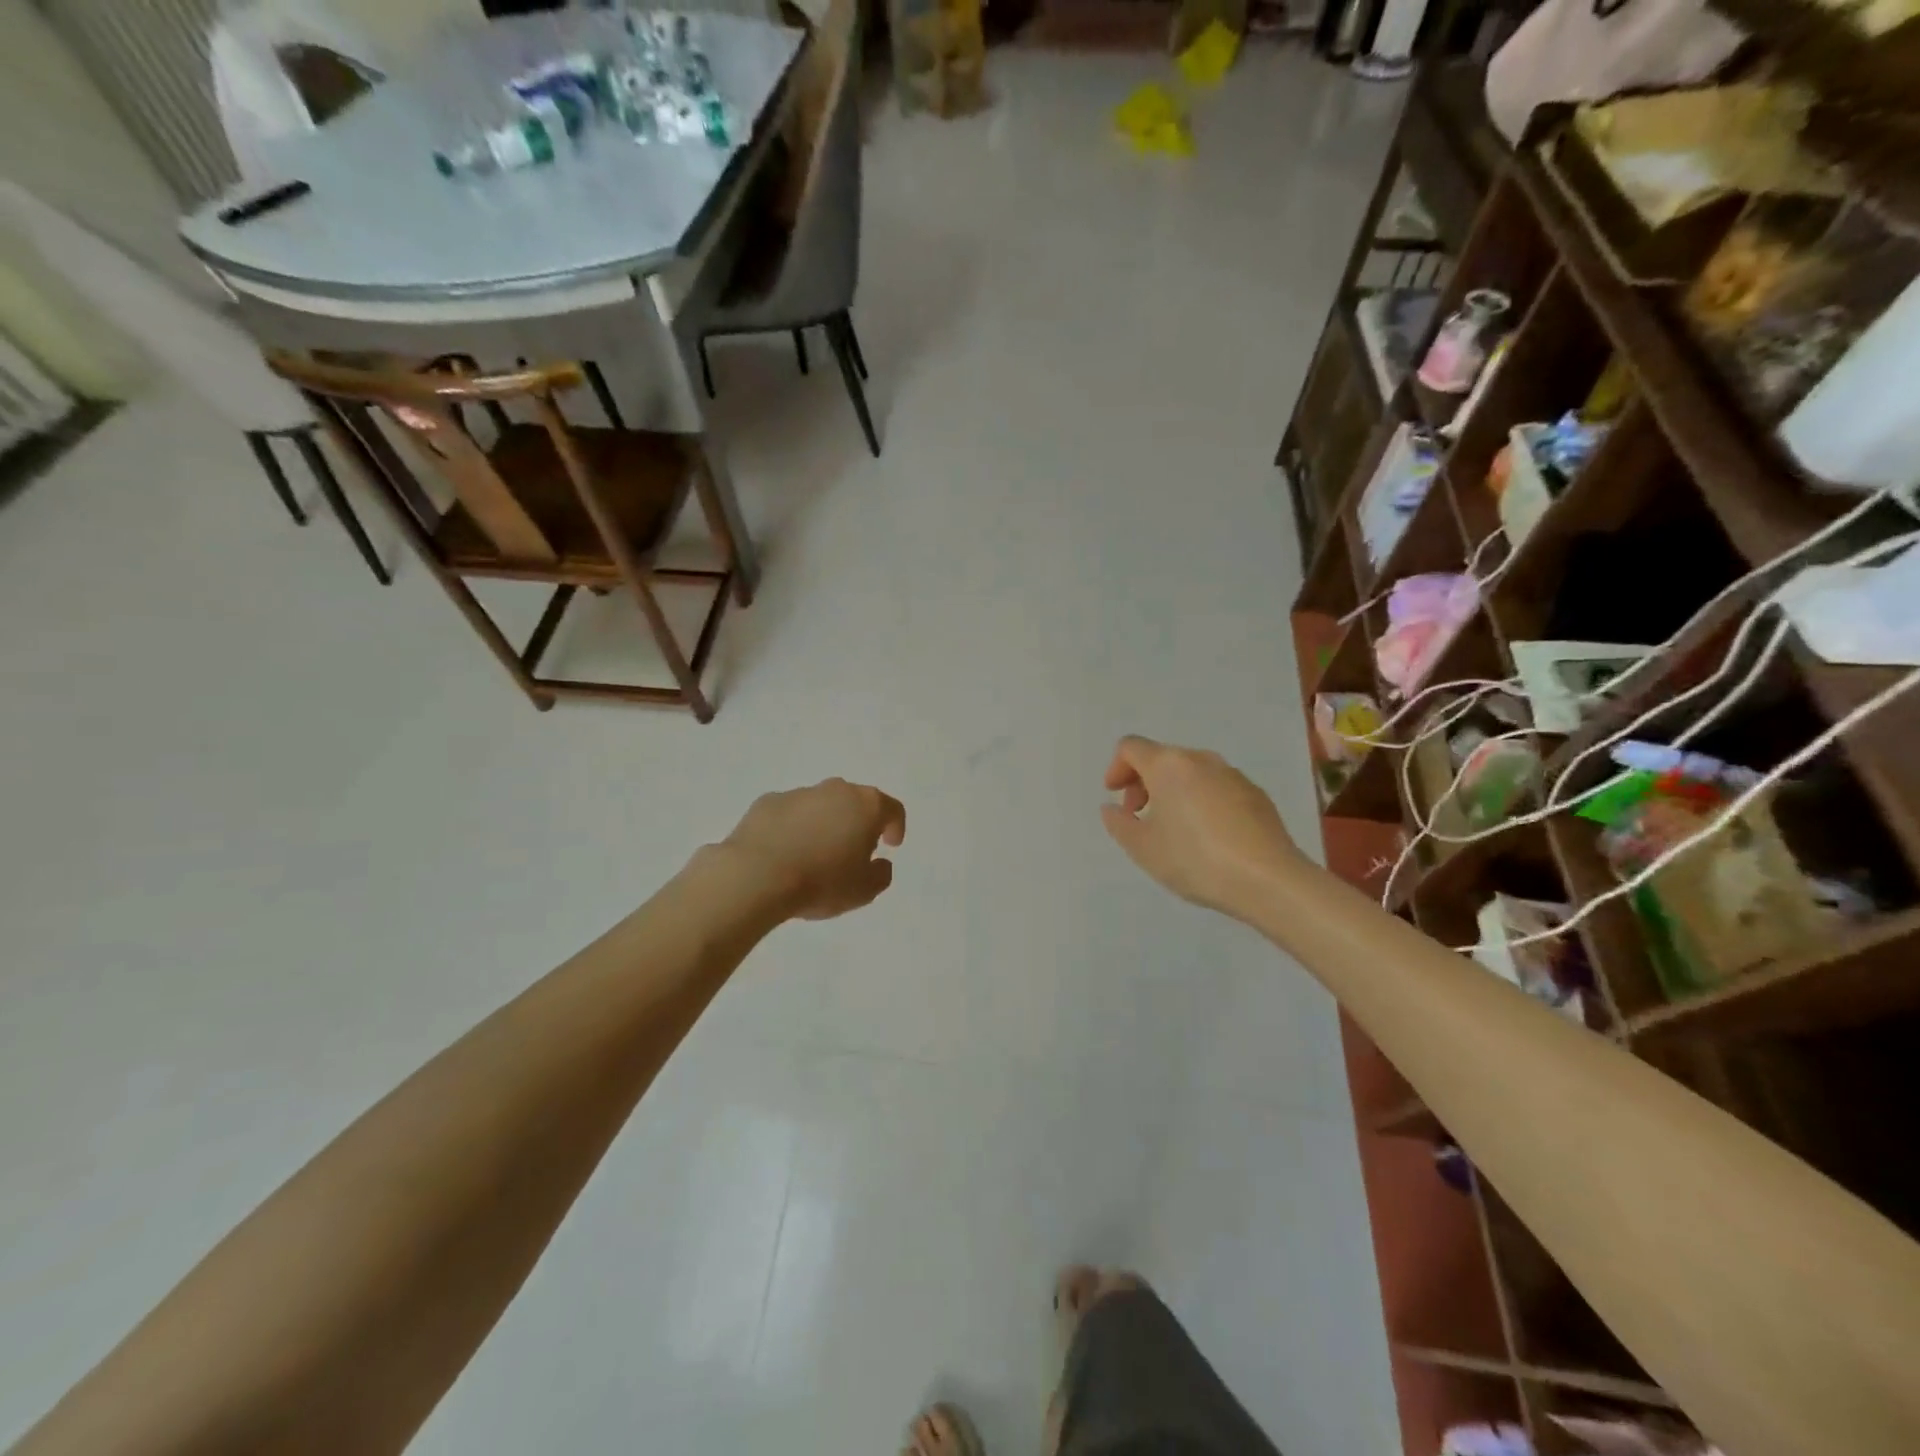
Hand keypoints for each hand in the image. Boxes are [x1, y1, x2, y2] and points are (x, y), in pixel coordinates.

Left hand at [722, 778, 906, 920]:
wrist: (757, 876)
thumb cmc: (821, 882)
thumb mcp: (864, 890)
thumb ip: (881, 874)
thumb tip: (879, 862)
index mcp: (866, 806)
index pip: (892, 809)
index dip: (895, 827)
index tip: (890, 845)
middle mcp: (835, 790)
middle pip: (855, 802)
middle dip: (858, 823)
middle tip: (853, 851)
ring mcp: (799, 793)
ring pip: (821, 805)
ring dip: (824, 824)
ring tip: (814, 856)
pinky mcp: (767, 802)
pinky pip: (789, 813)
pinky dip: (793, 828)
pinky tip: (784, 853)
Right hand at [1101, 736, 1300, 917]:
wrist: (1267, 879)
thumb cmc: (1195, 859)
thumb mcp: (1143, 848)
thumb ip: (1119, 823)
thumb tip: (1113, 808)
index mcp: (1168, 765)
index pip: (1131, 748)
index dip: (1116, 768)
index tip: (1115, 796)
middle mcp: (1201, 759)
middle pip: (1162, 758)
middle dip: (1143, 782)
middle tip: (1139, 815)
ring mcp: (1233, 775)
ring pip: (1191, 772)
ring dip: (1173, 791)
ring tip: (1174, 828)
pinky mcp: (1256, 794)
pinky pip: (1217, 787)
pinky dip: (1201, 801)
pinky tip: (1207, 836)